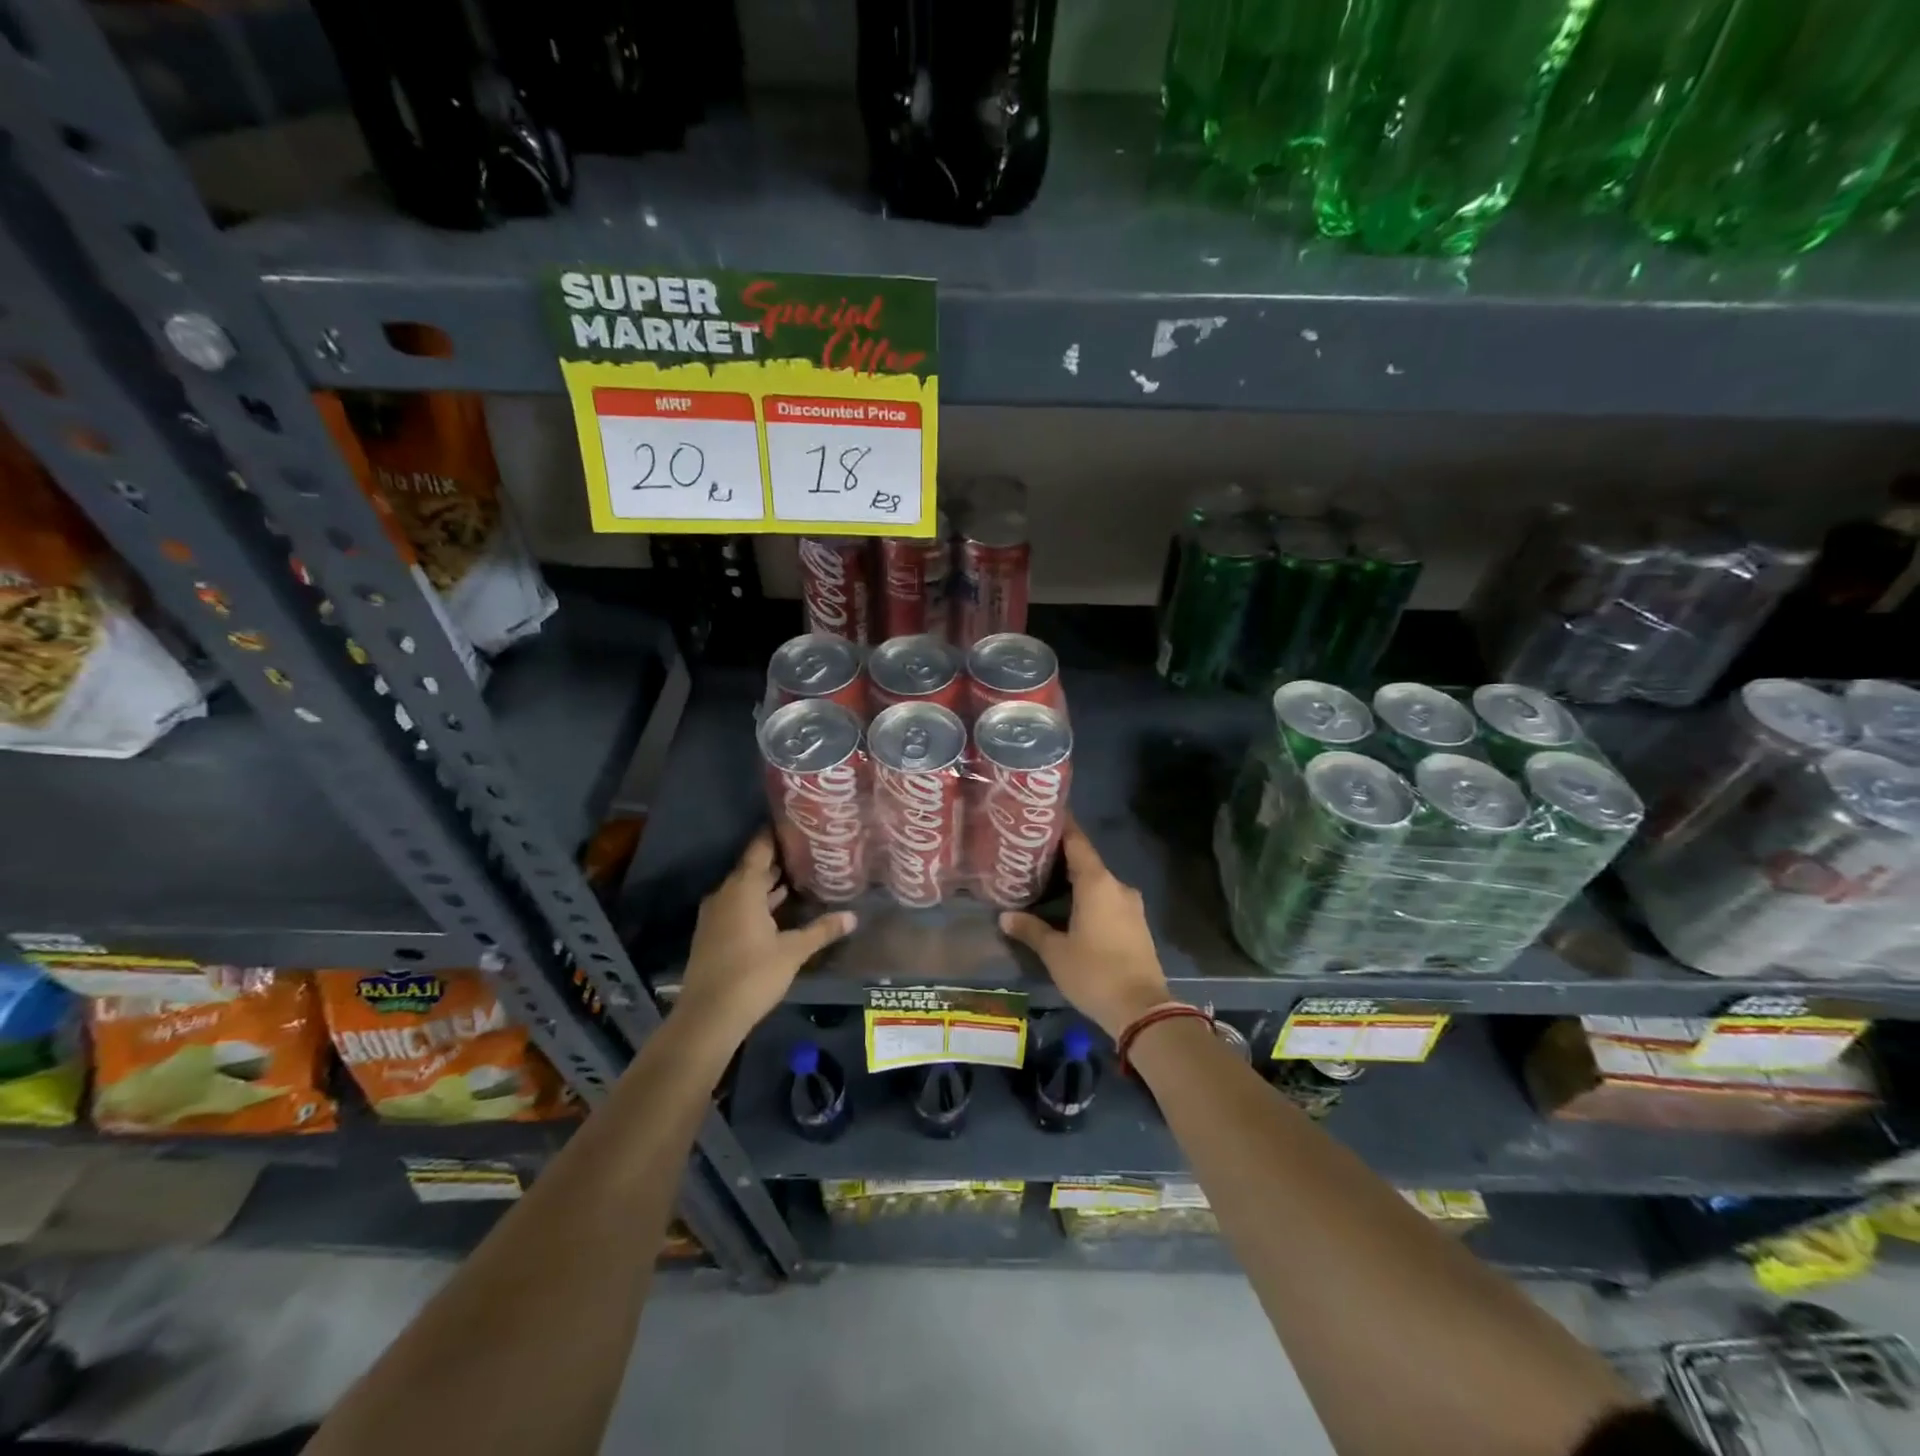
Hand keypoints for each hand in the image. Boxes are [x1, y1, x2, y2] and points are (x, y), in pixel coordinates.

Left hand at [676, 831, 855, 1039]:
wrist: (708, 1016)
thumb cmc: (752, 975)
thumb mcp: (793, 951)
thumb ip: (821, 930)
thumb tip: (853, 916)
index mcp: (743, 889)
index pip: (759, 849)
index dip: (775, 835)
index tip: (796, 825)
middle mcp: (725, 895)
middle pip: (752, 869)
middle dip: (777, 860)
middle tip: (806, 852)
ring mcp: (716, 915)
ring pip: (744, 890)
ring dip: (767, 884)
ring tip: (798, 876)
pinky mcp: (713, 934)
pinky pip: (737, 906)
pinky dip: (757, 902)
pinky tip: (778, 909)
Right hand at [1000, 822, 1169, 1038]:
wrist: (1142, 1010)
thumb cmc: (1094, 972)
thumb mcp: (1055, 952)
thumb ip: (1030, 929)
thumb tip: (1005, 916)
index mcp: (1097, 883)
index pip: (1077, 842)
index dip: (1061, 827)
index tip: (1043, 816)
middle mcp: (1117, 886)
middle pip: (1086, 862)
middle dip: (1061, 858)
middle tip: (1032, 856)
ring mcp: (1131, 906)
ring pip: (1098, 884)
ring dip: (1076, 882)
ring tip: (1046, 882)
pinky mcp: (1136, 925)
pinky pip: (1108, 901)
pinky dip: (1089, 899)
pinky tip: (1071, 909)